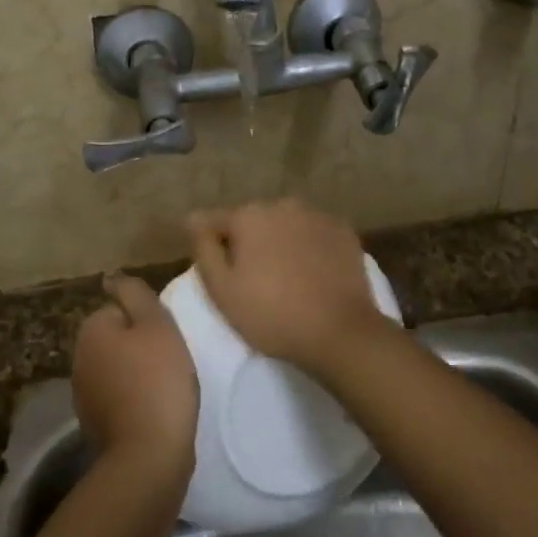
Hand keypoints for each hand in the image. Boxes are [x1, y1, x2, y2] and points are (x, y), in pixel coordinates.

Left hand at [72, 273, 199, 481]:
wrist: (148, 455)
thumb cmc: (158, 380)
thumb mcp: (157, 324)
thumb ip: (135, 294)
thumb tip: (111, 277)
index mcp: (91, 330)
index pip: (120, 309)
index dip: (147, 321)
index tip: (167, 338)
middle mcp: (78, 359)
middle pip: (117, 338)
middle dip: (140, 346)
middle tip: (171, 360)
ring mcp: (83, 394)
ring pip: (117, 368)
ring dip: (137, 373)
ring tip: (166, 386)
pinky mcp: (95, 423)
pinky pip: (118, 397)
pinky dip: (134, 399)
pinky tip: (155, 409)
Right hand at [187, 199, 401, 377]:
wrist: (339, 331)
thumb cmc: (271, 314)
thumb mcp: (222, 290)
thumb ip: (204, 248)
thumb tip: (193, 218)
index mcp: (249, 215)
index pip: (215, 221)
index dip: (212, 245)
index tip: (219, 272)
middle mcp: (282, 205)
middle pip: (253, 221)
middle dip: (249, 242)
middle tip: (253, 279)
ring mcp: (317, 215)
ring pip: (286, 225)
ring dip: (280, 242)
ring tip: (285, 277)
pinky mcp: (344, 231)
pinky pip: (314, 234)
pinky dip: (309, 247)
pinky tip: (312, 274)